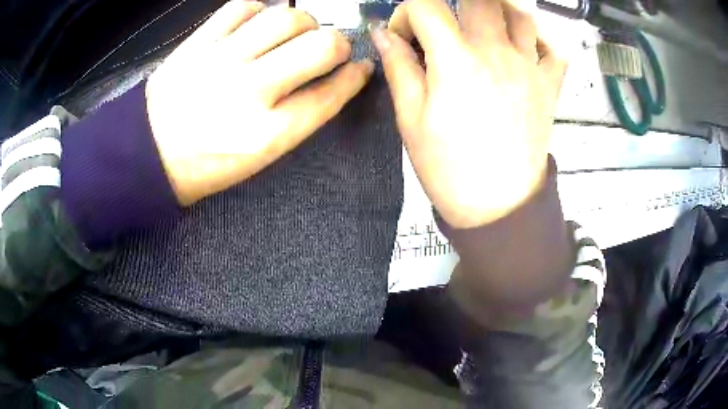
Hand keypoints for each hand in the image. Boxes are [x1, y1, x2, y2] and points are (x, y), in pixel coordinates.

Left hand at [146, 1, 373, 204]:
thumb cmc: (206, 163)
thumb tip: (333, 78)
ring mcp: (222, 60)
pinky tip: (256, 24)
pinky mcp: (200, 41)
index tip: (361, 67)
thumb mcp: (259, 156)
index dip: (354, 77)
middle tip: (326, 49)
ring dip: (303, 21)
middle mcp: (250, 91)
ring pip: (287, 16)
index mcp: (268, 133)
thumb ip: (298, 117)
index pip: (330, 94)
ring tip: (292, 33)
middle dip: (337, 44)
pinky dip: (260, 10)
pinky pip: (244, 6)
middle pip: (320, 46)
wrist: (147, 152)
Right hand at [372, 0, 566, 228]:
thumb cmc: (448, 167)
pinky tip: (525, 43)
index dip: (406, 14)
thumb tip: (383, 33)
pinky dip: (541, 37)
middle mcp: (497, 52)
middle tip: (445, 23)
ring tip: (482, 25)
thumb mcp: (411, 119)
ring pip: (520, 13)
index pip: (425, 7)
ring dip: (497, 10)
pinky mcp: (550, 86)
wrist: (498, 206)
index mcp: (456, 60)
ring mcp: (530, 67)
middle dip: (454, 3)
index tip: (404, 37)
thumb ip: (399, 67)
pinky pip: (555, 49)